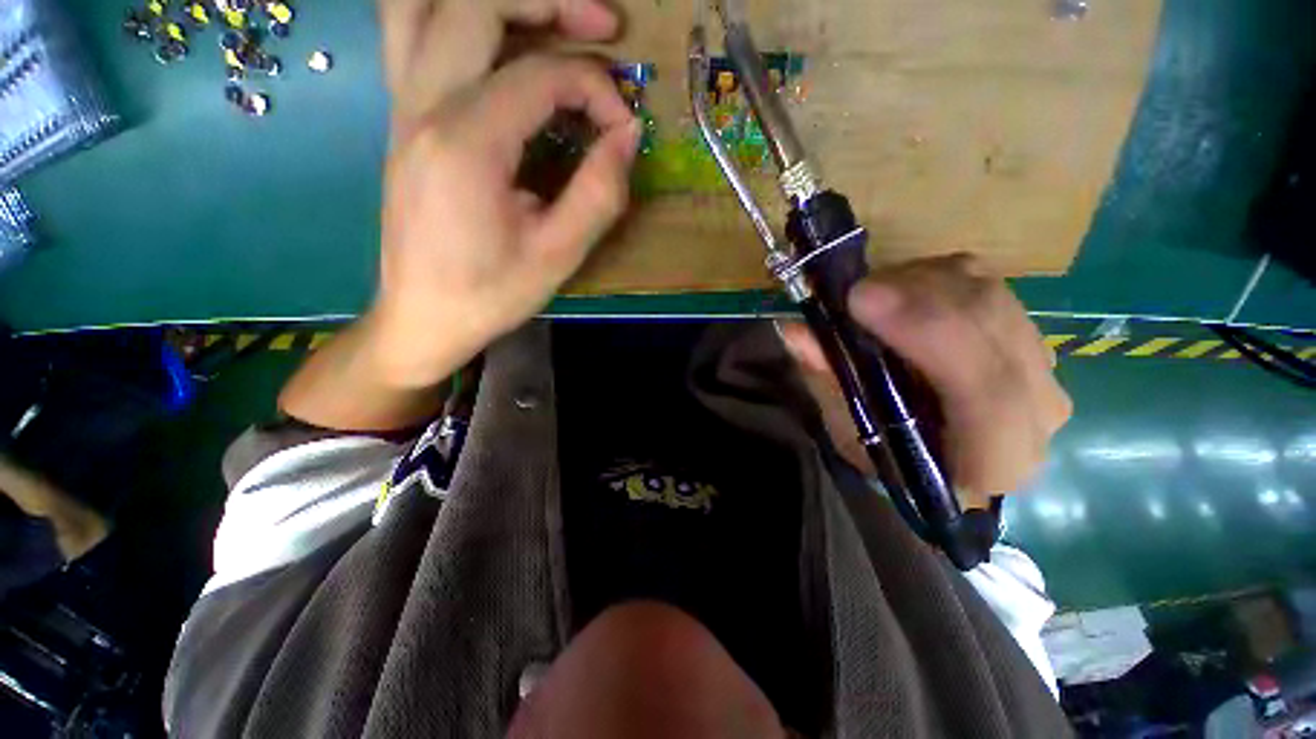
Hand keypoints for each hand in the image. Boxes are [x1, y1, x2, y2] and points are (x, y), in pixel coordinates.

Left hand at [370, 0, 640, 387]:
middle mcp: (424, 106)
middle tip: (606, 26)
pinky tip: (496, 39)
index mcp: (467, 144)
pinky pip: (413, 34)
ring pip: (428, 5)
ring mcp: (404, 107)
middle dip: (551, 3)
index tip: (623, 129)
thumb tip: (627, 137)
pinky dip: (456, 17)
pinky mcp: (404, 120)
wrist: (424, 316)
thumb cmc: (491, 294)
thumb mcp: (558, 256)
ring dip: (496, 2)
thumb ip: (598, 193)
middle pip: (476, 4)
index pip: (540, 75)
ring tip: (549, 20)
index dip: (596, 89)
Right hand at [779, 255, 1070, 506]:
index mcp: (994, 461)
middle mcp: (1037, 411)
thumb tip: (796, 331)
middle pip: (991, 326)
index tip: (860, 300)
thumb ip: (828, 381)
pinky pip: (985, 282)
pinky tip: (899, 294)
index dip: (928, 334)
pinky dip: (932, 277)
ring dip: (918, 283)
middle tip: (852, 291)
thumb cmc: (890, 456)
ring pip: (988, 294)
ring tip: (869, 297)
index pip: (990, 393)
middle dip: (914, 296)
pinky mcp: (1027, 331)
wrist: (943, 456)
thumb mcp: (848, 431)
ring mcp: (1040, 365)